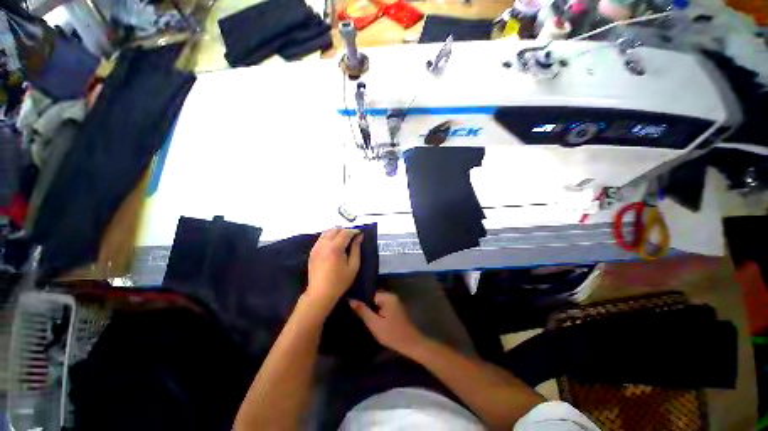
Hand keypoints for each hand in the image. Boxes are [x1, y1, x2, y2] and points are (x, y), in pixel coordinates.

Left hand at [306, 228, 362, 313]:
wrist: (320, 294)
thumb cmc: (340, 282)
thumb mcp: (353, 266)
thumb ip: (356, 249)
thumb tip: (359, 236)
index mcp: (335, 247)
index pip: (345, 232)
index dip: (354, 231)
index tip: (360, 234)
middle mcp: (324, 244)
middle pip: (335, 229)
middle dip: (345, 231)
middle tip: (353, 238)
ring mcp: (316, 247)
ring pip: (327, 232)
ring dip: (336, 233)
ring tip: (344, 240)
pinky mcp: (312, 251)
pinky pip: (321, 238)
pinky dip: (329, 237)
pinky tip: (334, 245)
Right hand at [349, 291, 426, 356]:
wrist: (411, 344)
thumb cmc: (392, 334)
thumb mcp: (374, 324)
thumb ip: (362, 310)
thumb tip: (350, 299)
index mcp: (387, 296)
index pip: (369, 293)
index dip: (360, 300)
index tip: (350, 305)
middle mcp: (392, 295)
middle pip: (374, 296)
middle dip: (365, 304)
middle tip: (353, 311)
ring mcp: (395, 301)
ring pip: (378, 302)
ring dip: (371, 308)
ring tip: (359, 314)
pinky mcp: (396, 308)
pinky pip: (383, 306)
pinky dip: (377, 311)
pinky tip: (370, 318)